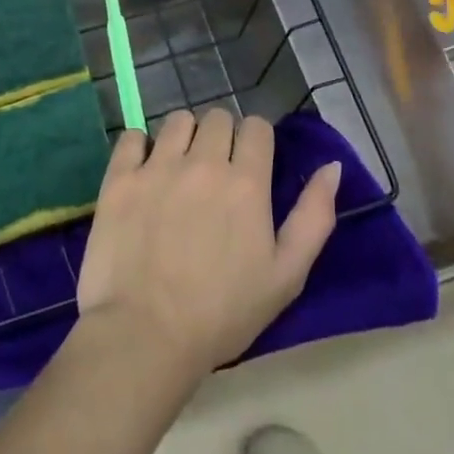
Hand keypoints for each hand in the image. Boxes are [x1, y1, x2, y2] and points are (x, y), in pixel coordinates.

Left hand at [76, 109, 340, 378]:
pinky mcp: (120, 178)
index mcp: (246, 183)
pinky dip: (140, 146)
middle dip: (222, 136)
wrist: (146, 335)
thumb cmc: (223, 313)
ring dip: (184, 136)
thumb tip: (332, 166)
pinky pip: (132, 137)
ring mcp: (158, 167)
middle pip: (217, 118)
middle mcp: (203, 162)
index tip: (249, 164)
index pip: (256, 127)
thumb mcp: (286, 275)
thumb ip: (314, 216)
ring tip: (179, 168)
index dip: (256, 141)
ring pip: (177, 121)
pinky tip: (143, 170)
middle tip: (214, 171)